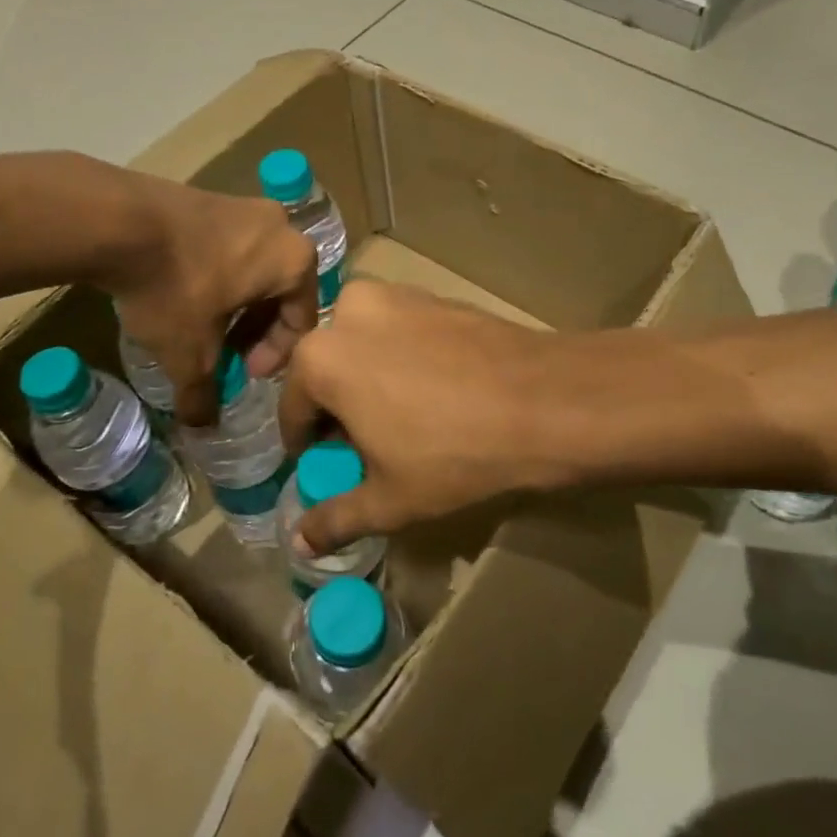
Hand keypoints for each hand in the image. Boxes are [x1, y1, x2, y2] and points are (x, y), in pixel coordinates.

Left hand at [105, 173, 317, 425]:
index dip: (275, 357)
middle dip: (255, 330)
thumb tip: (202, 426)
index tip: (243, 373)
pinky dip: (219, 275)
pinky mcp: (212, 196)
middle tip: (227, 354)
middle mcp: (282, 227)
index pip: (301, 321)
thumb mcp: (190, 353)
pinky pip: (230, 246)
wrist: (117, 220)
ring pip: (255, 268)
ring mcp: (246, 206)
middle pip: (280, 292)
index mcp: (295, 261)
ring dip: (237, 303)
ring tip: (203, 327)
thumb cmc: (175, 288)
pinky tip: (185, 293)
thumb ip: (203, 393)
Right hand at [277, 280, 588, 553]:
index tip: (324, 464)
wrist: (544, 401)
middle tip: (366, 443)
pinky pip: (398, 330)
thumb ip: (336, 518)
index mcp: (321, 358)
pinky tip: (433, 389)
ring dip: (367, 377)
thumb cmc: (454, 454)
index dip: (306, 444)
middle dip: (338, 407)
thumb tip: (299, 542)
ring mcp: (395, 296)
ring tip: (401, 416)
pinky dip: (400, 357)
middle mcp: (348, 312)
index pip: (292, 409)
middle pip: (327, 369)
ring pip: (362, 344)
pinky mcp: (433, 294)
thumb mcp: (389, 499)